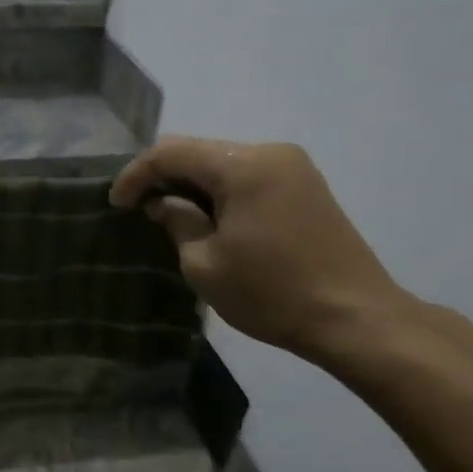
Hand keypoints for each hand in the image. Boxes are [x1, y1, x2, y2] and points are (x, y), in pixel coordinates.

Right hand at [110, 137, 409, 367]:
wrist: (357, 320)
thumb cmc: (272, 293)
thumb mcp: (205, 264)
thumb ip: (177, 222)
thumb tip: (164, 204)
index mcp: (242, 166)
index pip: (171, 152)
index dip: (136, 174)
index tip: (116, 204)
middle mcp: (269, 153)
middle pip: (198, 151)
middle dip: (162, 176)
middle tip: (137, 207)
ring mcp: (293, 167)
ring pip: (222, 162)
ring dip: (191, 184)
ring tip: (166, 213)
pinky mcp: (306, 186)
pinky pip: (247, 176)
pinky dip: (219, 190)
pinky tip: (206, 216)